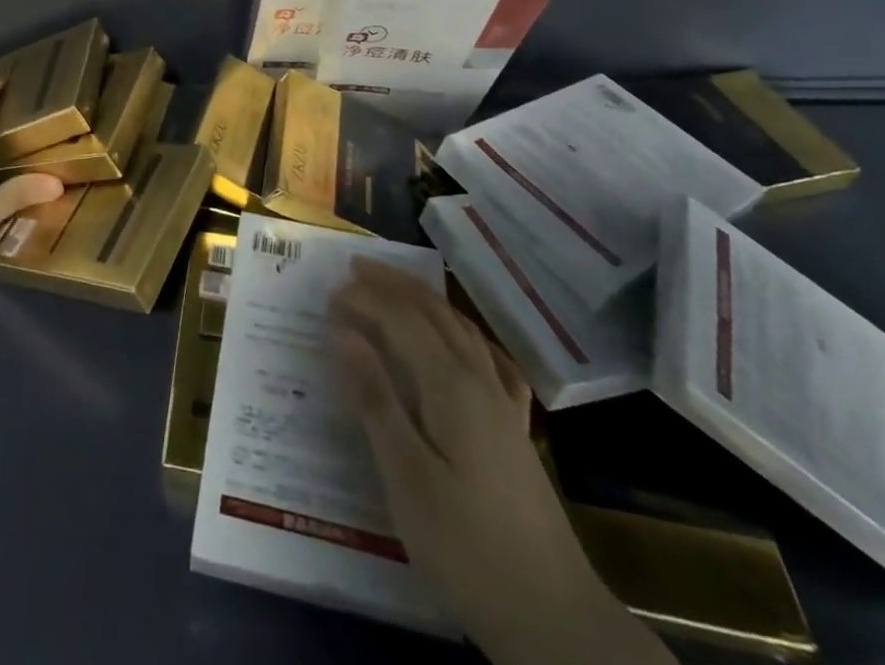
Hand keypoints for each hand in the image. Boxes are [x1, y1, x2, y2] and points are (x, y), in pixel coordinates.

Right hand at [330, 260, 672, 664]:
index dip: (366, 300)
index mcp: (450, 386)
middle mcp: (479, 380)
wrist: (554, 617)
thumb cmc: (466, 547)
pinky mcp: (515, 430)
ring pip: (460, 330)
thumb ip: (376, 399)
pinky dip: (466, 335)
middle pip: (433, 313)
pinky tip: (463, 339)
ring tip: (395, 288)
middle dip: (394, 286)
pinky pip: (489, 360)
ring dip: (424, 301)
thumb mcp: (407, 477)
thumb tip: (343, 333)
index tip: (329, 291)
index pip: (401, 321)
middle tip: (356, 268)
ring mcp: (503, 404)